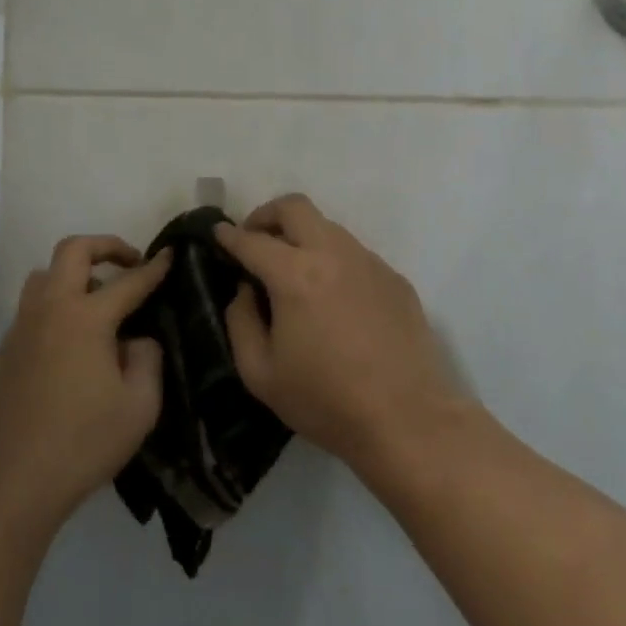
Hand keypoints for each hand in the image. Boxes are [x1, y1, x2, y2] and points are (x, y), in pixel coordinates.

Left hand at [0, 236, 170, 533]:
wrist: (14, 484)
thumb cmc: (84, 443)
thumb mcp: (140, 406)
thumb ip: (147, 359)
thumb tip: (135, 340)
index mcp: (85, 319)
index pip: (128, 281)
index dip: (154, 268)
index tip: (171, 255)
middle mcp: (49, 310)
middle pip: (72, 251)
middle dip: (106, 246)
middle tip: (130, 262)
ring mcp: (21, 328)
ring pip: (44, 275)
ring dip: (74, 273)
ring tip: (98, 299)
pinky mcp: (5, 351)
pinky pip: (32, 307)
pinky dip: (56, 303)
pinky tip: (72, 340)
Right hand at [215, 195, 472, 475]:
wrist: (406, 419)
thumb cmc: (325, 401)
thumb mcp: (260, 373)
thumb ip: (241, 321)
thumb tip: (245, 290)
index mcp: (295, 275)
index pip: (252, 240)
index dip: (229, 235)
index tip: (218, 233)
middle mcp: (333, 254)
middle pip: (294, 207)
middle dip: (266, 215)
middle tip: (255, 240)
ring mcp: (369, 262)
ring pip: (328, 227)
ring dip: (302, 236)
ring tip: (293, 271)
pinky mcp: (395, 278)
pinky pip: (355, 254)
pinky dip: (333, 261)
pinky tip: (334, 299)